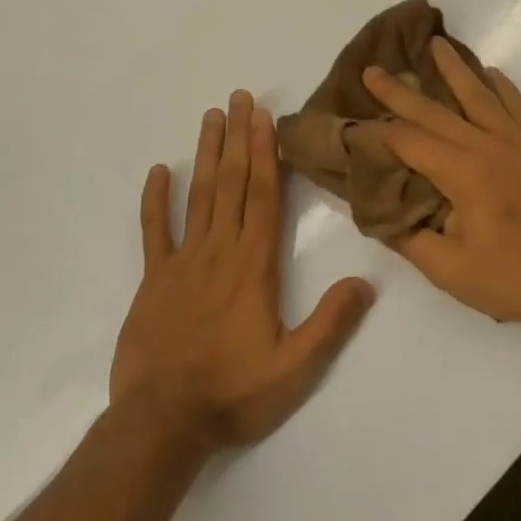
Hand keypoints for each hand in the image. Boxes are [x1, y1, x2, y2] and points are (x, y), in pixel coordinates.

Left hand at [111, 90, 375, 448]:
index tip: (264, 117)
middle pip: (232, 184)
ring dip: (207, 155)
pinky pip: (153, 231)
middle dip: (239, 138)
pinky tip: (158, 170)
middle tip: (239, 97)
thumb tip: (367, 281)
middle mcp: (219, 251)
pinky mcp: (154, 280)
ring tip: (211, 117)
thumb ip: (331, 322)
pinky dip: (155, 200)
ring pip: (198, 196)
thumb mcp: (295, 367)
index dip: (265, 153)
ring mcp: (182, 262)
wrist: (161, 423)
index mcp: (254, 265)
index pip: (263, 196)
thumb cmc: (233, 393)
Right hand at [363, 40, 520, 326]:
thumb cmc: (513, 280)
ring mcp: (520, 142)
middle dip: (400, 91)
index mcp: (463, 173)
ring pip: (480, 95)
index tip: (353, 125)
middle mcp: (489, 146)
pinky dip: (501, 86)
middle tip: (373, 69)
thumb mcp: (450, 271)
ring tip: (436, 44)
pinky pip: (518, 105)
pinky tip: (490, 74)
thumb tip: (381, 215)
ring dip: (454, 69)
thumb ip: (410, 239)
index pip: (409, 142)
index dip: (377, 133)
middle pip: (436, 111)